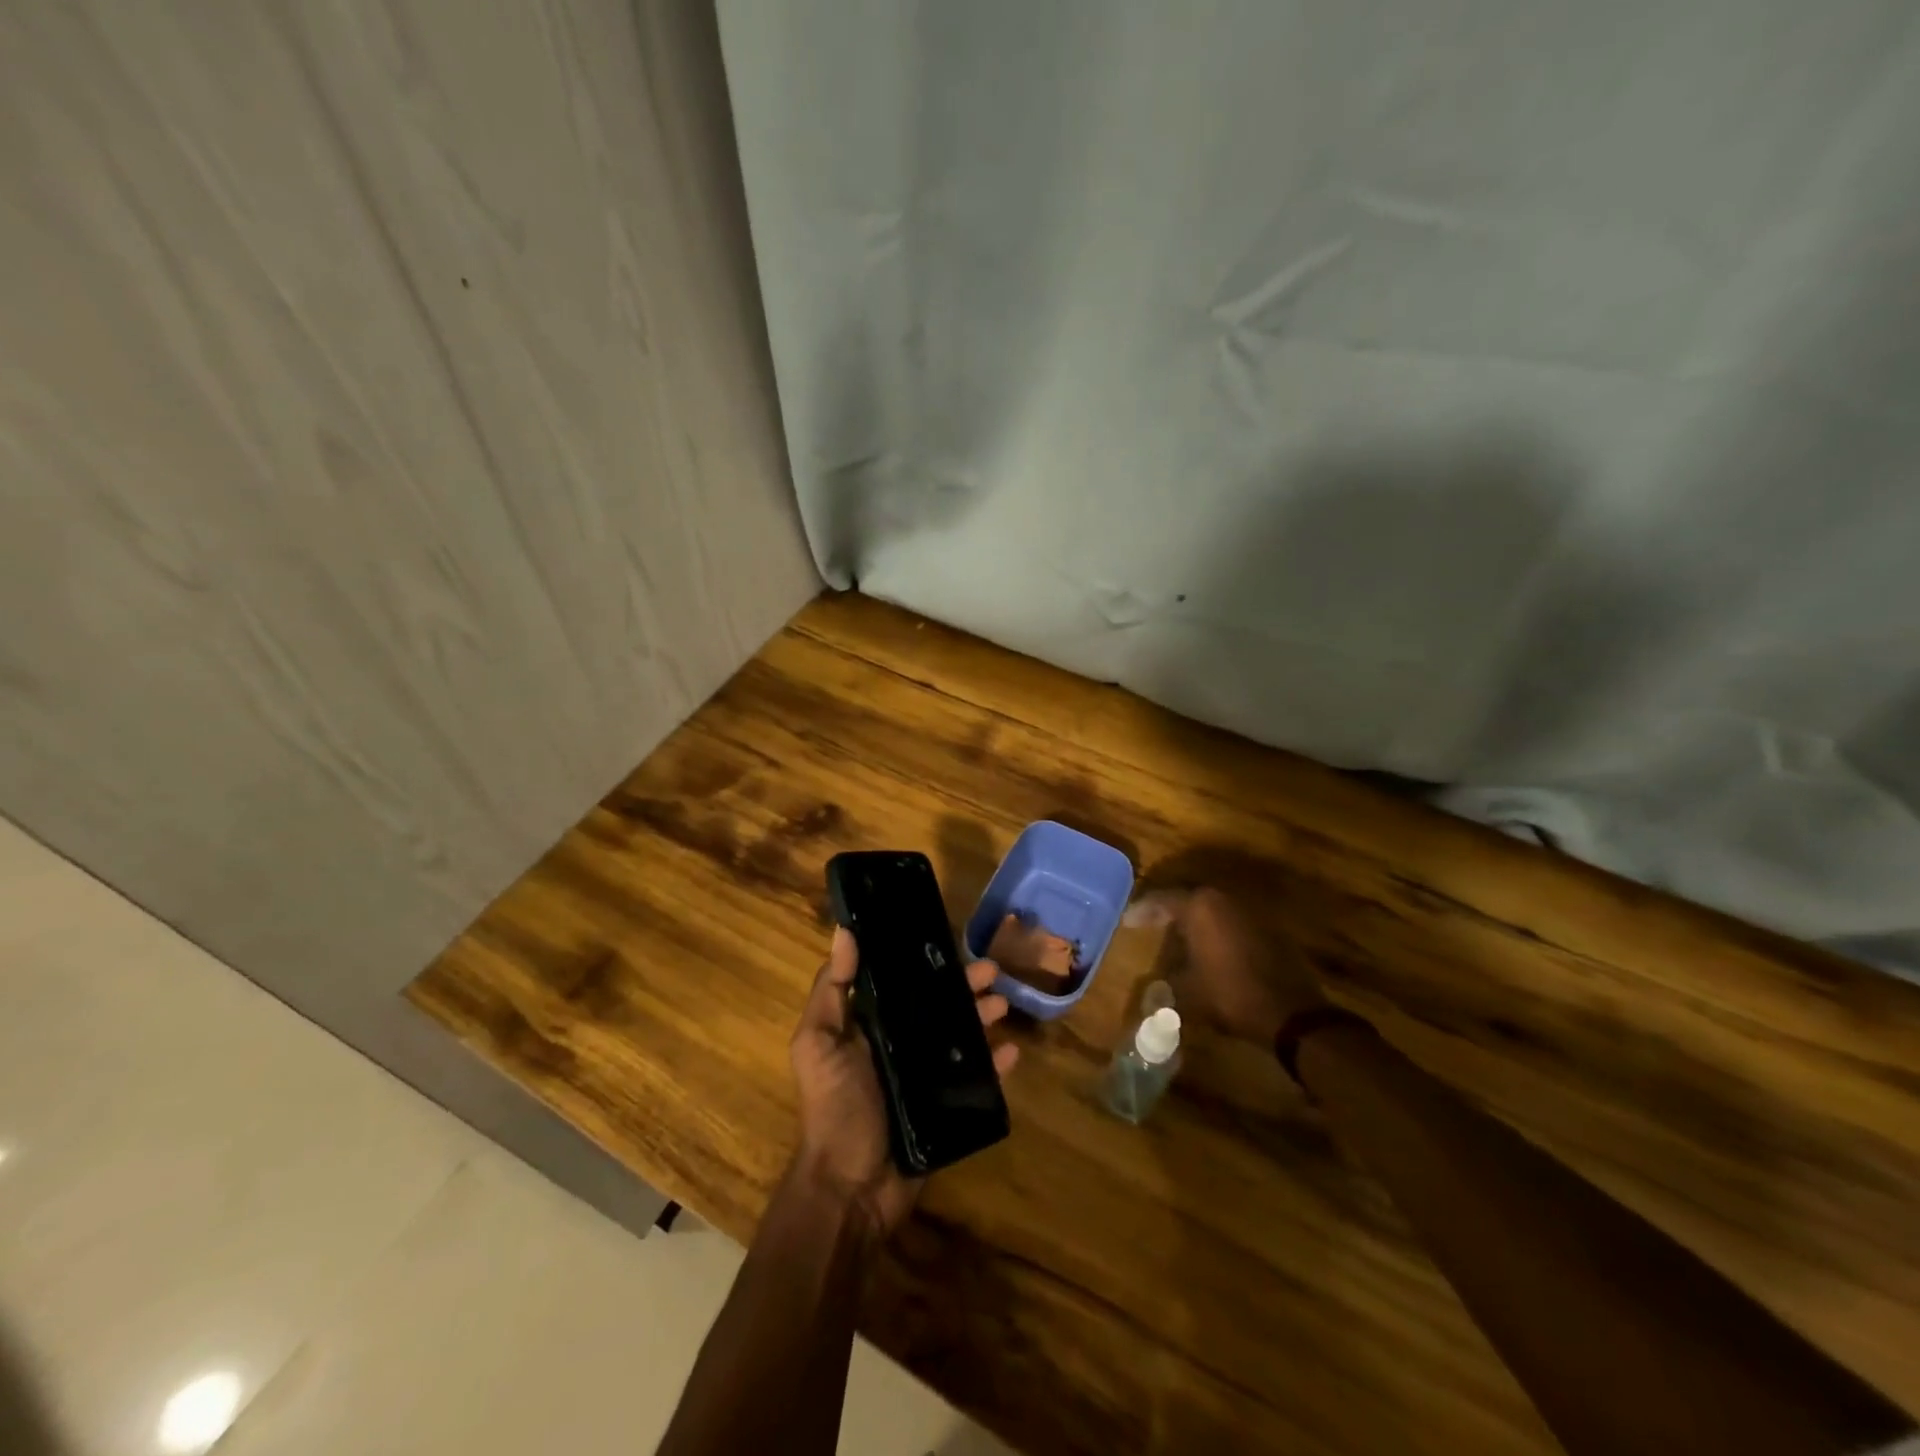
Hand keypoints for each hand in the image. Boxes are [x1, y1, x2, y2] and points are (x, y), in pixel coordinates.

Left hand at [789, 926, 1018, 1235]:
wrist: (851, 1189)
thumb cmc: (835, 1108)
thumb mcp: (819, 1043)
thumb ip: (831, 990)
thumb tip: (844, 931)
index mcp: (870, 1026)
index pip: (902, 983)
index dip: (924, 961)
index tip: (948, 938)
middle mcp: (900, 1045)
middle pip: (937, 1005)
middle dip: (963, 986)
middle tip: (991, 971)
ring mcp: (925, 1077)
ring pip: (960, 1036)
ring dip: (983, 1017)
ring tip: (1004, 1005)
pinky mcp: (946, 1106)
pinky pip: (977, 1079)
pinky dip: (996, 1065)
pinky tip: (1013, 1052)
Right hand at [1126, 886, 1326, 1045]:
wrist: (1291, 1014)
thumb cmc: (1230, 995)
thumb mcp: (1187, 990)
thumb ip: (1167, 978)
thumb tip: (1156, 981)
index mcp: (1200, 906)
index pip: (1162, 900)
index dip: (1142, 911)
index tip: (1127, 922)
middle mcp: (1224, 899)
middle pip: (1188, 899)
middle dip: (1168, 911)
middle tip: (1149, 923)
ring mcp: (1249, 911)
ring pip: (1212, 909)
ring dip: (1194, 920)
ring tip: (1176, 935)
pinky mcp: (1268, 927)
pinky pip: (1231, 922)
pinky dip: (1216, 930)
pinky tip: (1208, 948)